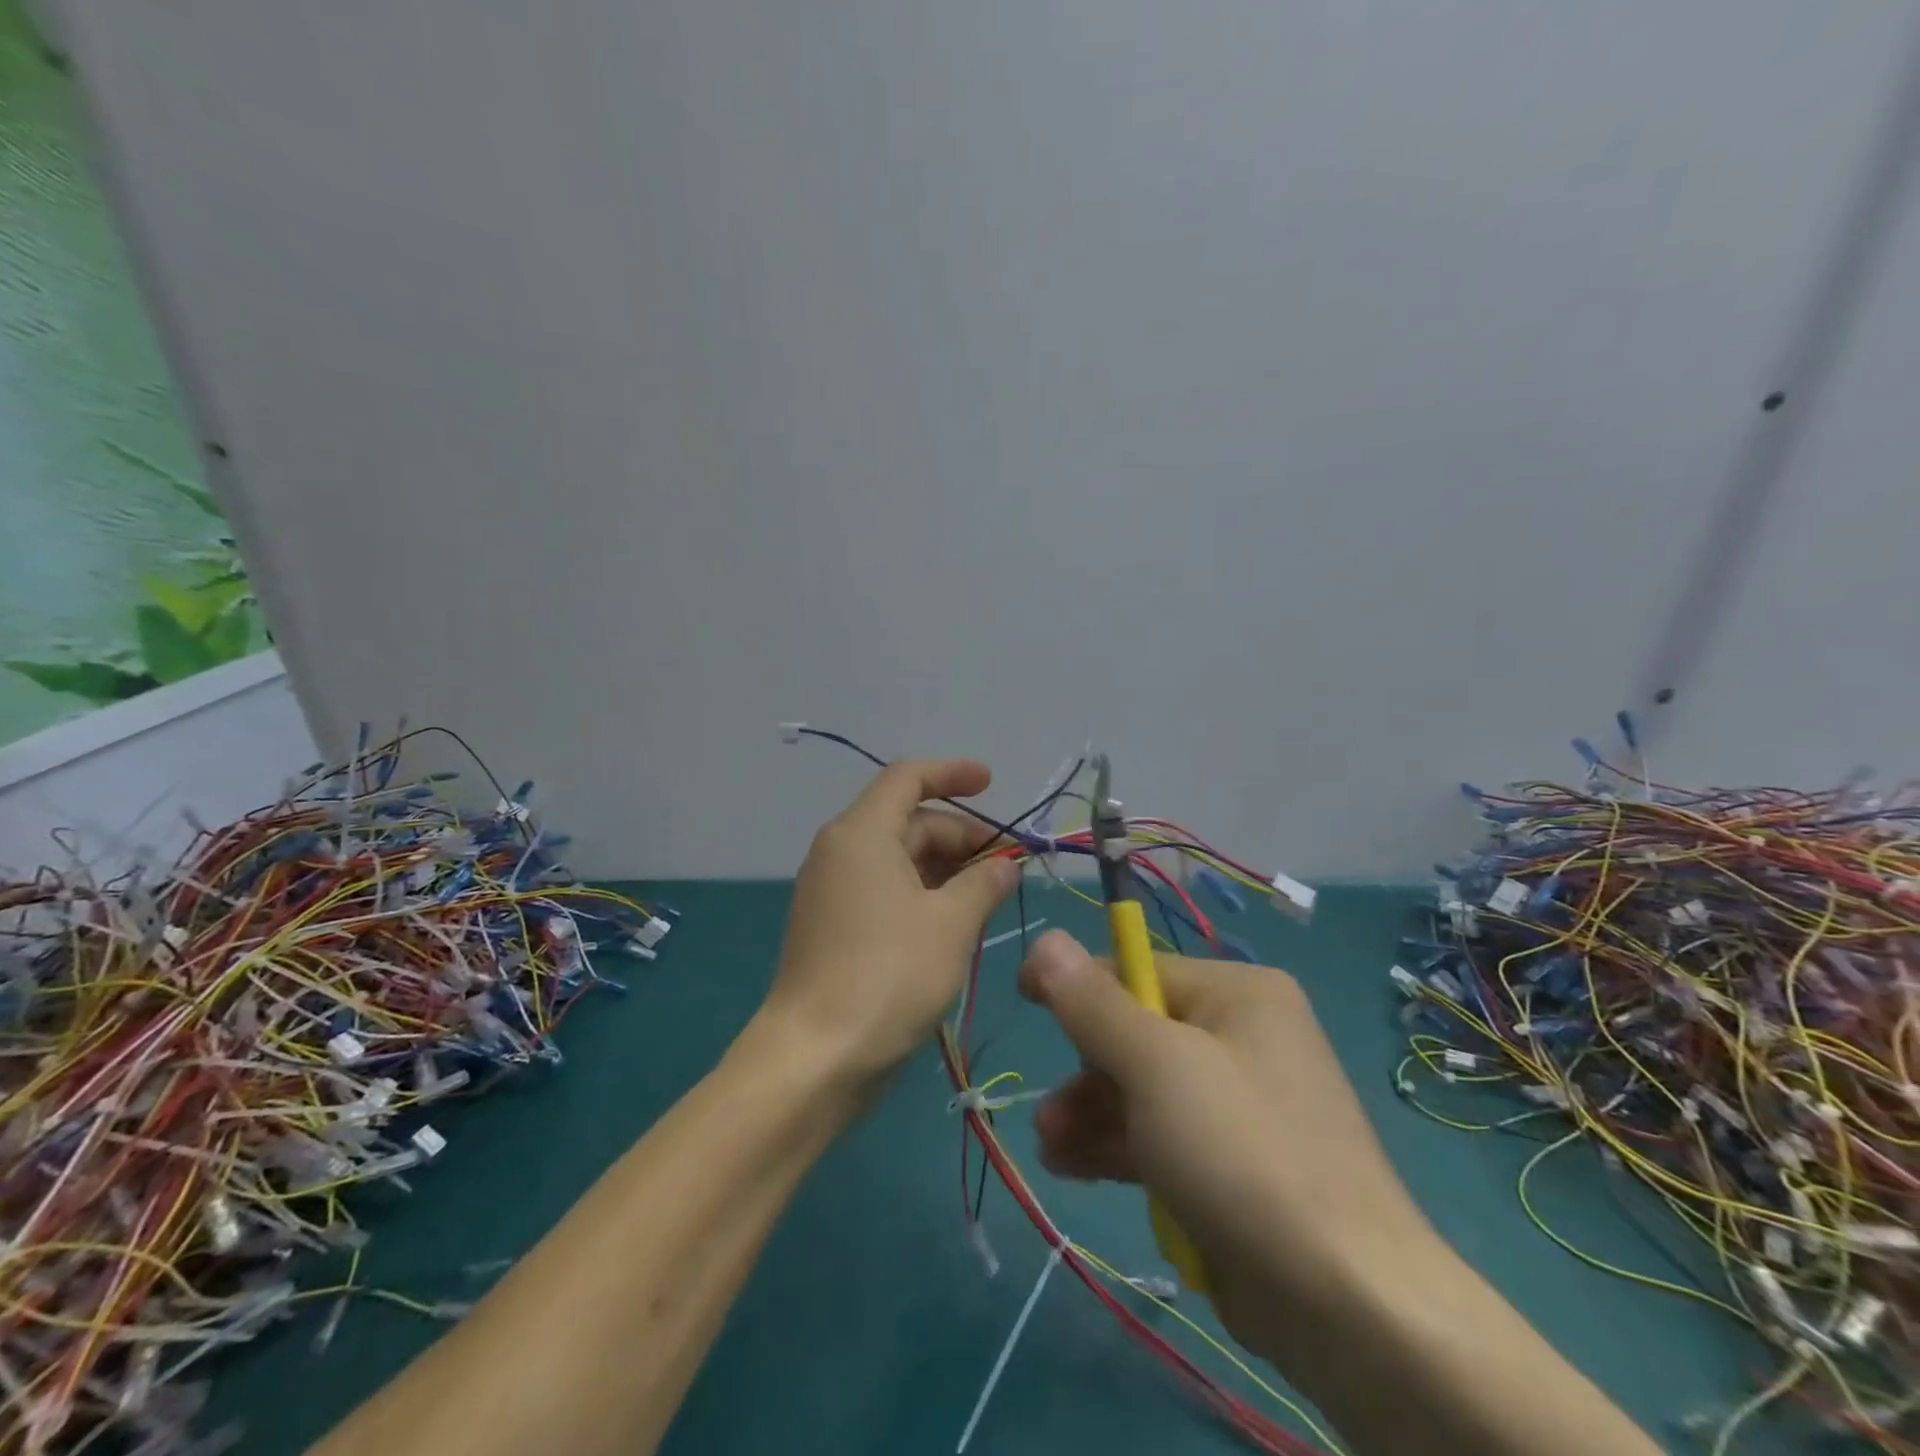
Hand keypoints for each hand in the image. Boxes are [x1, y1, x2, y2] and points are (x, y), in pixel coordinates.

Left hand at [761, 759, 1018, 1087]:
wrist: (814, 1057)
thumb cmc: (888, 976)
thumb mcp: (950, 925)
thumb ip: (984, 883)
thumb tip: (1004, 865)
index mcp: (862, 833)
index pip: (908, 778)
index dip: (952, 774)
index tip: (992, 784)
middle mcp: (841, 850)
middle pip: (908, 821)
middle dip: (960, 836)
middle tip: (1007, 866)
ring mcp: (832, 889)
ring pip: (898, 858)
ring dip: (945, 868)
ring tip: (989, 896)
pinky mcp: (833, 924)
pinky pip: (884, 888)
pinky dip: (922, 893)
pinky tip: (954, 921)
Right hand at [1017, 929, 1430, 1352]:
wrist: (1348, 1306)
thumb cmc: (1242, 1154)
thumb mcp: (1155, 1066)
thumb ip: (1093, 1003)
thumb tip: (1046, 939)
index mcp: (1238, 994)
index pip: (1138, 969)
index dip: (1078, 986)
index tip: (1026, 1001)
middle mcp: (1245, 1037)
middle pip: (1139, 1033)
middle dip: (1086, 1071)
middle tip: (1050, 1114)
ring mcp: (1243, 1104)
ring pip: (1146, 1090)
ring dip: (1093, 1114)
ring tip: (1051, 1147)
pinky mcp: (1237, 1164)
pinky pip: (1164, 1136)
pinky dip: (1121, 1147)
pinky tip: (1073, 1168)